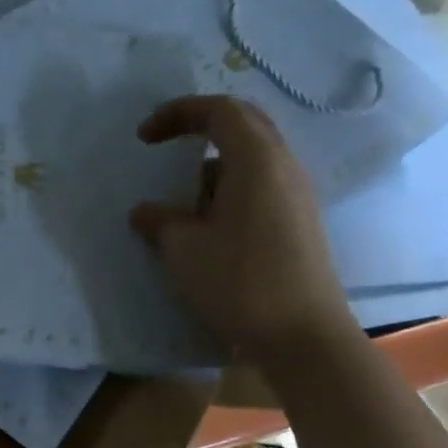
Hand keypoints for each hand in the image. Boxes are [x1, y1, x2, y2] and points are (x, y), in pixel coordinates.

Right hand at [130, 95, 353, 366]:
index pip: (219, 110)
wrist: (303, 337)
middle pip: (244, 124)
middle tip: (166, 146)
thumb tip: (144, 211)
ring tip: (182, 198)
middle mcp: (284, 166)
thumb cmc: (239, 282)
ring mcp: (297, 195)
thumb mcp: (183, 249)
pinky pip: (261, 186)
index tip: (144, 138)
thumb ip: (159, 221)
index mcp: (257, 160)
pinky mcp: (300, 222)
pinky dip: (229, 191)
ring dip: (214, 167)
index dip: (177, 113)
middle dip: (200, 128)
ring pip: (253, 159)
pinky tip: (208, 225)